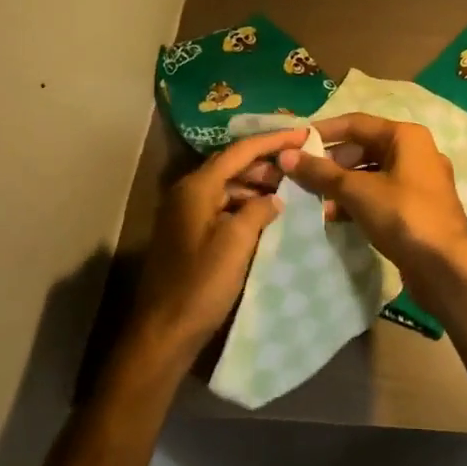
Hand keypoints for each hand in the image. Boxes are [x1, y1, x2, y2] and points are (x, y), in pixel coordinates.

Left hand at [130, 128, 307, 363]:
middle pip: (232, 165)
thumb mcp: (237, 242)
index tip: (303, 133)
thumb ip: (259, 210)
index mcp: (197, 187)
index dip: (273, 140)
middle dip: (266, 163)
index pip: (240, 151)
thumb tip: (274, 198)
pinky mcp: (188, 234)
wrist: (164, 332)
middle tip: (299, 165)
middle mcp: (187, 192)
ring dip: (256, 185)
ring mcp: (185, 213)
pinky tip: (266, 216)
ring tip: (289, 190)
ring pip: (227, 187)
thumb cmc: (201, 284)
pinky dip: (244, 205)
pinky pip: (221, 206)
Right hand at [277, 114, 466, 281]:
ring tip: (315, 201)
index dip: (323, 131)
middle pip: (364, 148)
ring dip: (342, 185)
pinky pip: (381, 195)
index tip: (294, 142)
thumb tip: (286, 156)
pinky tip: (336, 217)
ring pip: (371, 174)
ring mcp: (419, 182)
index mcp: (406, 136)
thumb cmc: (403, 216)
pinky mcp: (417, 208)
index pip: (356, 123)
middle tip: (302, 176)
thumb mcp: (358, 191)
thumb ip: (321, 173)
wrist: (446, 267)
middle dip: (332, 163)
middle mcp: (416, 152)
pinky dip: (358, 201)